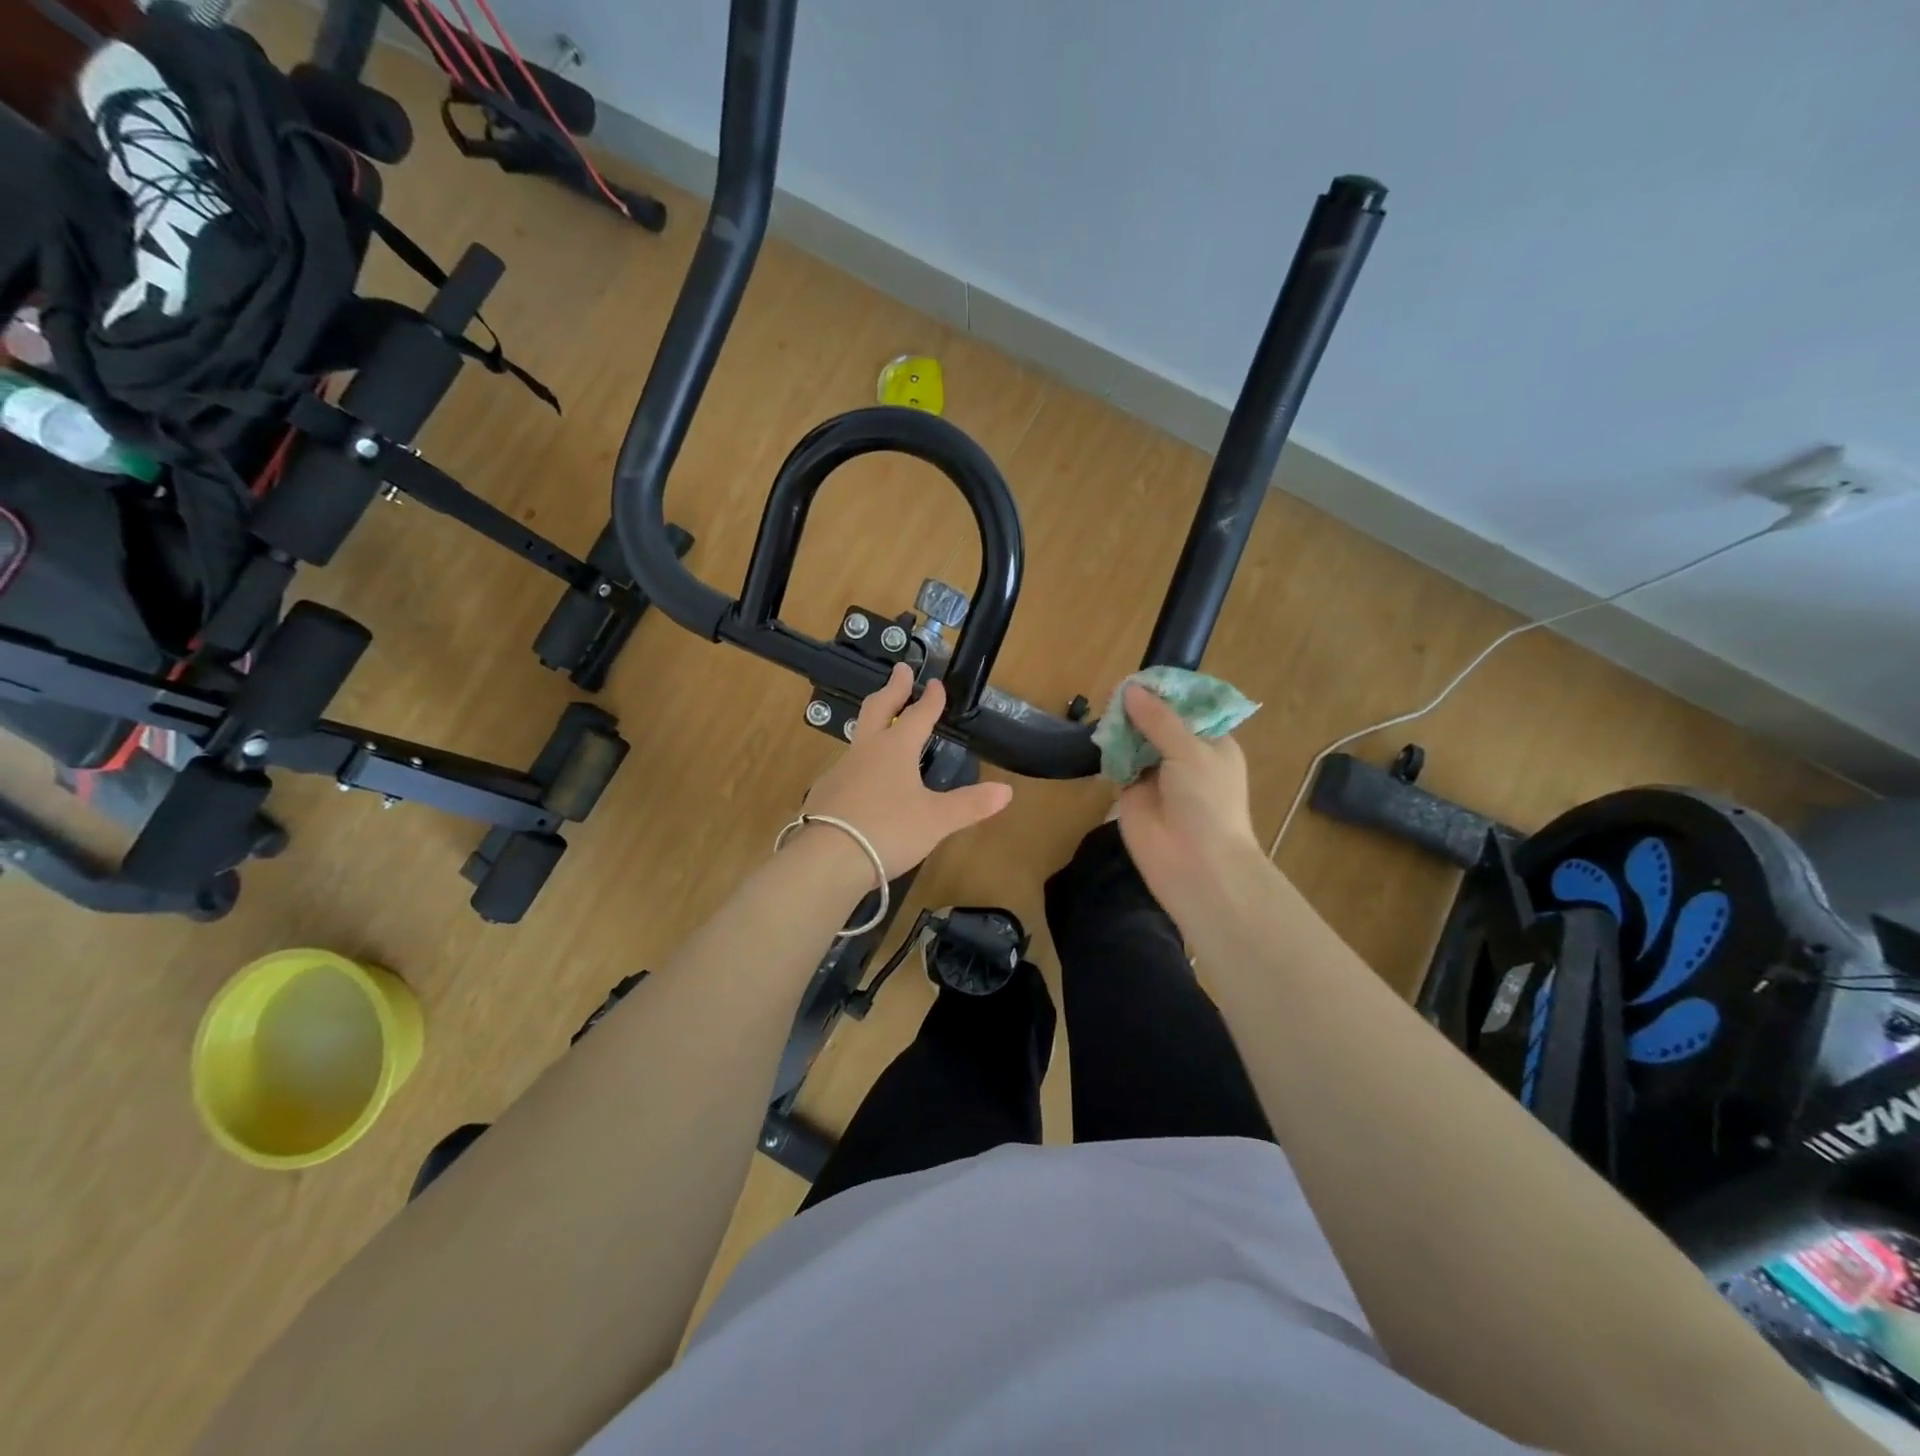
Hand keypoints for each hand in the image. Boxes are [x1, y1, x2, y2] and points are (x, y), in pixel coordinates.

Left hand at [798, 663, 1013, 878]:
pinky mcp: (824, 794)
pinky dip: (861, 762)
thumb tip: (1007, 791)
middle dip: (892, 689)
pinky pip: (847, 768)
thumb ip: (971, 804)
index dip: (930, 699)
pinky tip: (864, 779)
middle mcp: (866, 751)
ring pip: (859, 738)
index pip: (917, 715)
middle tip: (900, 671)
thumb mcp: (937, 820)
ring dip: (873, 724)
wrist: (827, 859)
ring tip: (883, 726)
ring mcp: (840, 771)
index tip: (935, 683)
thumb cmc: (888, 830)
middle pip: (878, 709)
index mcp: (895, 748)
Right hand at [1115, 683, 1262, 905]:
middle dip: (1139, 707)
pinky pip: (1117, 763)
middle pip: (1157, 721)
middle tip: (1114, 690)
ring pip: (1134, 740)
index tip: (1141, 677)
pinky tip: (1097, 735)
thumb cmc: (1207, 802)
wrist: (1196, 863)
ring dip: (1121, 727)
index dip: (1165, 692)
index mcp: (1211, 742)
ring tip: (1103, 708)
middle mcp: (1184, 755)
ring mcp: (1156, 774)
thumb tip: (1129, 689)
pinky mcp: (1131, 792)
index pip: (1187, 708)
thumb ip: (1158, 719)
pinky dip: (1108, 750)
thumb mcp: (1189, 751)